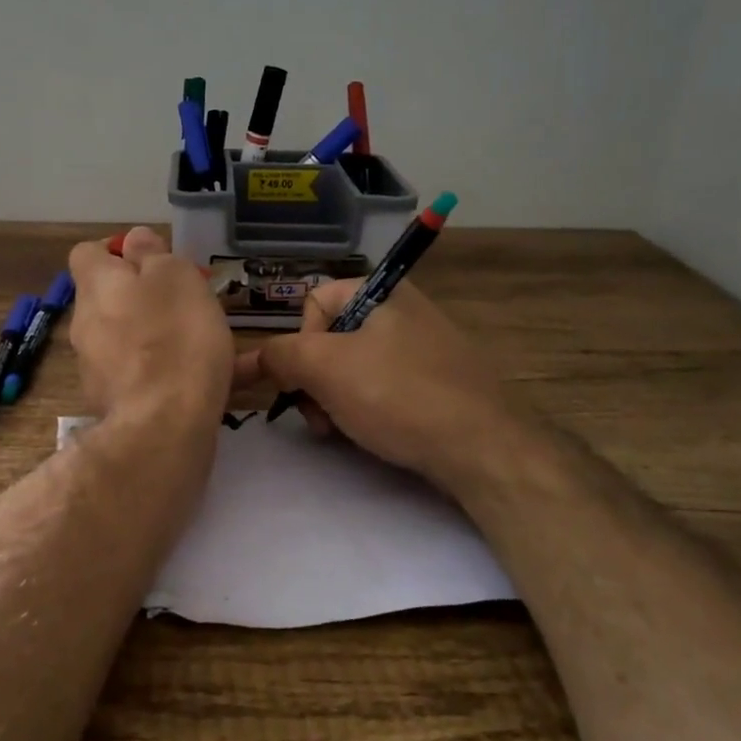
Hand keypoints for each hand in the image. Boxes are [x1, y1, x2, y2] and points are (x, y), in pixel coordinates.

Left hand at [67, 226, 232, 425]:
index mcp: (97, 286)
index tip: (153, 259)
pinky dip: (171, 372)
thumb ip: (153, 254)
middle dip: (144, 296)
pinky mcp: (115, 404)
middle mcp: (86, 324)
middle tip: (187, 300)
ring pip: (127, 339)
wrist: (163, 428)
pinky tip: (218, 380)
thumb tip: (134, 240)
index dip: (117, 251)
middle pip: (109, 298)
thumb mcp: (174, 276)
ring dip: (158, 335)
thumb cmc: (174, 336)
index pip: (87, 253)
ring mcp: (96, 368)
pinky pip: (144, 376)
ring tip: (206, 341)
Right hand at [235, 279, 509, 484]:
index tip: (305, 381)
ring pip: (355, 367)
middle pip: (332, 338)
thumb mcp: (325, 368)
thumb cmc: (398, 395)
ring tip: (341, 430)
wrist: (483, 449)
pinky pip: (385, 386)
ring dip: (335, 398)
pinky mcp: (438, 382)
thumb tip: (256, 359)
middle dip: (315, 379)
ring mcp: (425, 347)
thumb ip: (280, 355)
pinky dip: (368, 408)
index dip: (300, 343)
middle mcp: (405, 310)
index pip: (314, 303)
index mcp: (382, 291)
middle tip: (319, 416)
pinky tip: (371, 434)